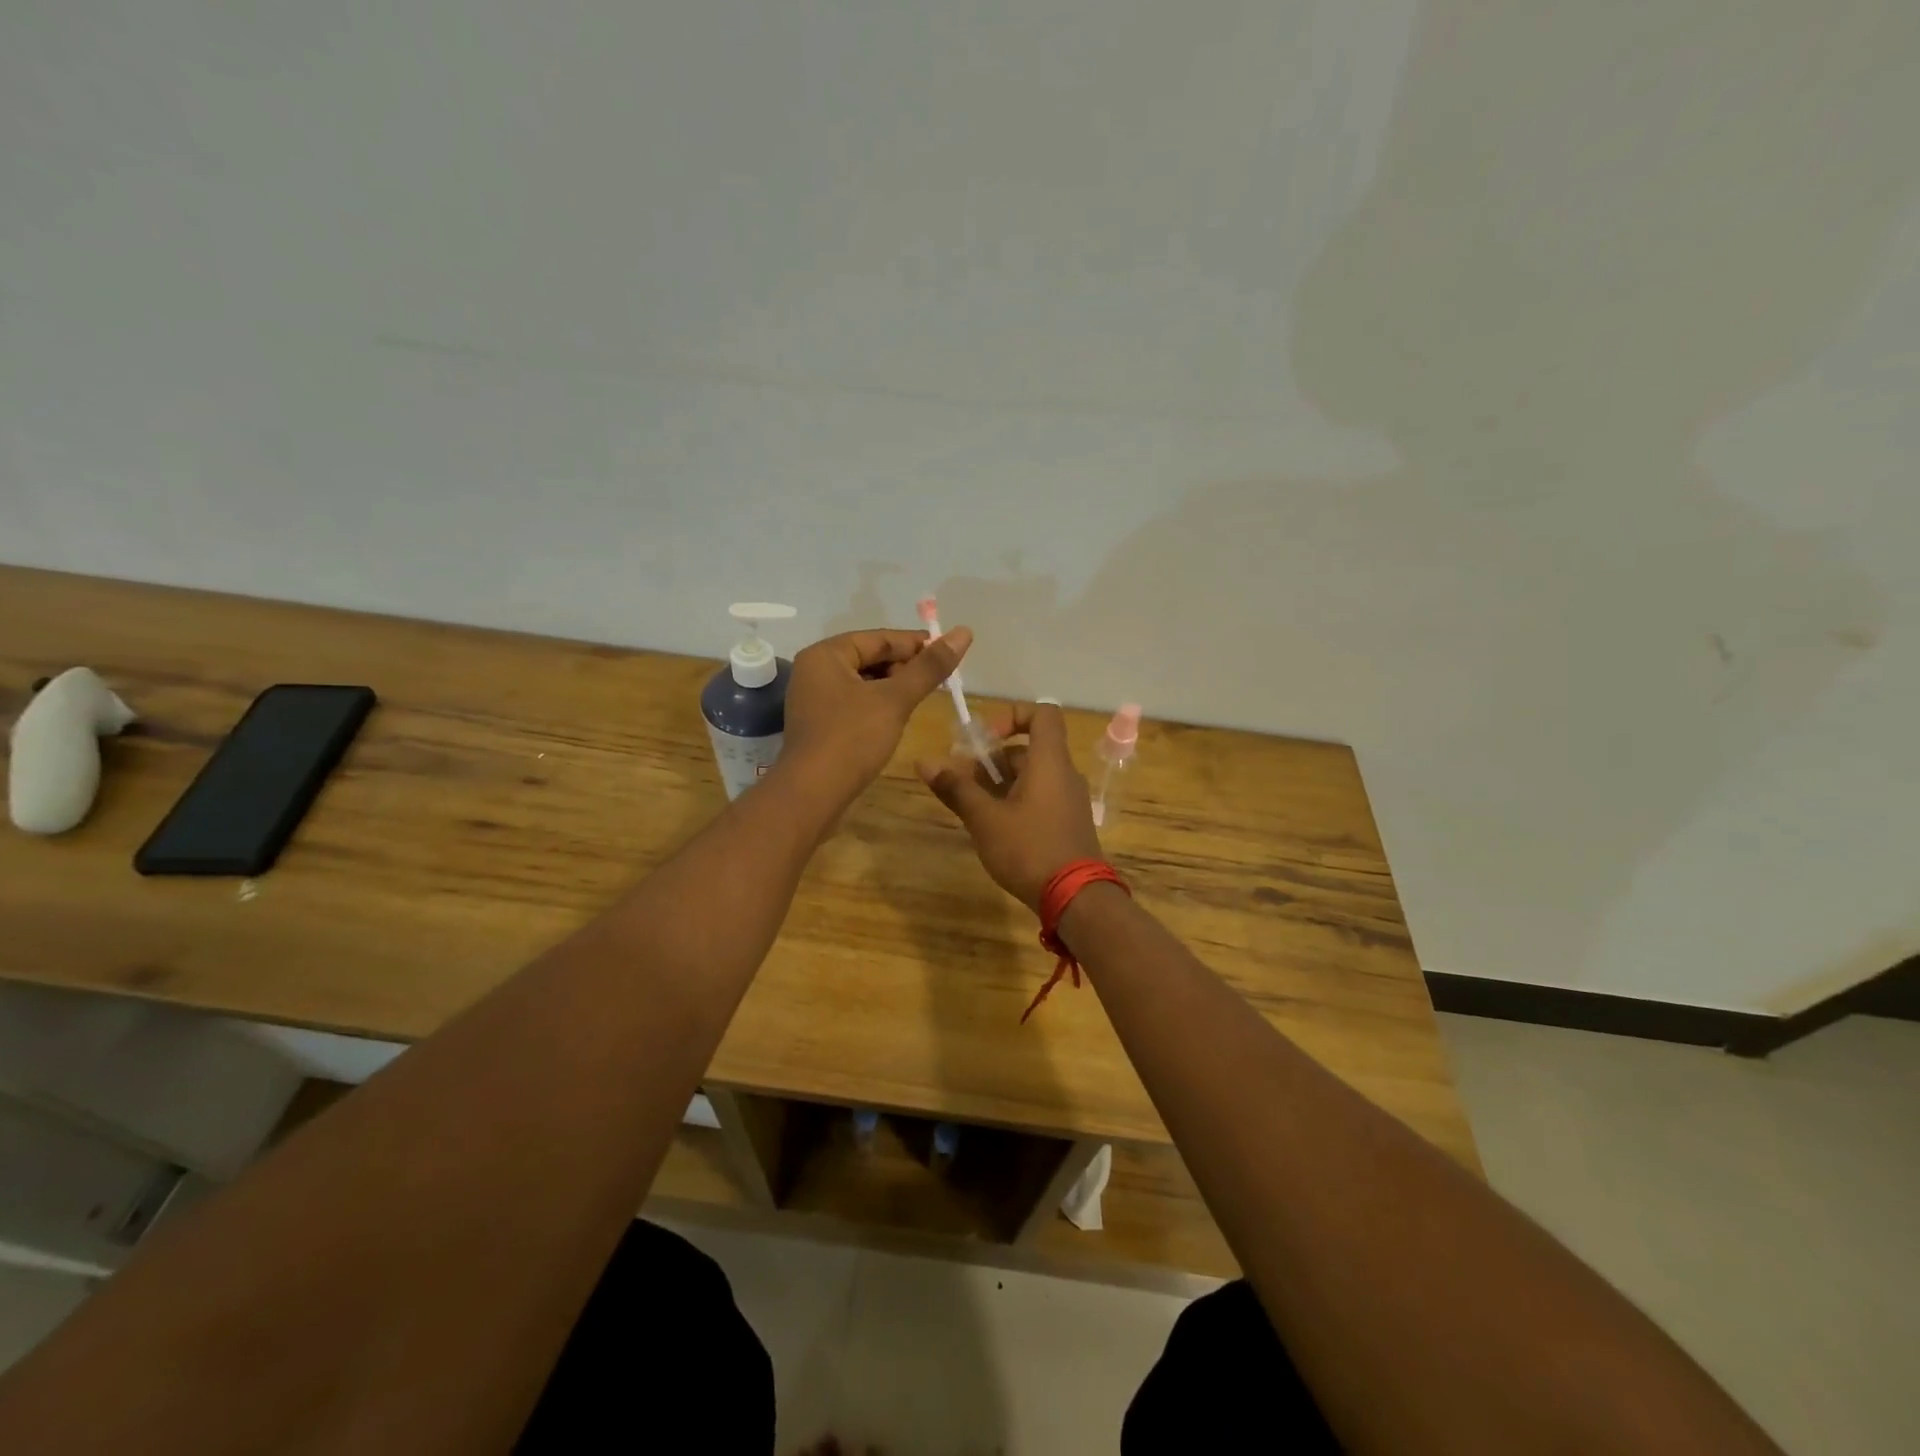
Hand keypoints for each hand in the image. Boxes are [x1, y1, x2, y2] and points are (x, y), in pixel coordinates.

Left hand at [778, 625, 972, 808]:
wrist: (812, 795)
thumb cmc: (852, 739)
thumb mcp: (895, 700)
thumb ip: (929, 667)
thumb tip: (963, 632)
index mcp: (826, 655)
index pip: (879, 638)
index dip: (917, 644)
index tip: (950, 653)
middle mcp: (815, 670)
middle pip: (870, 657)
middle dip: (905, 667)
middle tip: (939, 680)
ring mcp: (814, 698)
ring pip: (864, 682)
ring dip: (894, 687)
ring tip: (922, 697)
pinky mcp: (819, 723)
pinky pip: (855, 702)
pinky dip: (878, 704)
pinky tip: (898, 717)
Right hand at [917, 701, 1103, 912]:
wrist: (1076, 898)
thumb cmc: (1029, 849)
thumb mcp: (985, 819)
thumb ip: (956, 788)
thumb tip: (924, 762)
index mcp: (1050, 761)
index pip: (1043, 714)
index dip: (1012, 716)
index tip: (986, 740)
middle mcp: (1064, 774)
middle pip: (1028, 749)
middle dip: (992, 759)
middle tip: (962, 781)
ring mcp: (1069, 800)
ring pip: (1032, 776)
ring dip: (1000, 783)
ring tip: (971, 806)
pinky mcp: (1068, 823)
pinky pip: (1040, 797)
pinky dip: (1015, 800)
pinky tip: (993, 827)